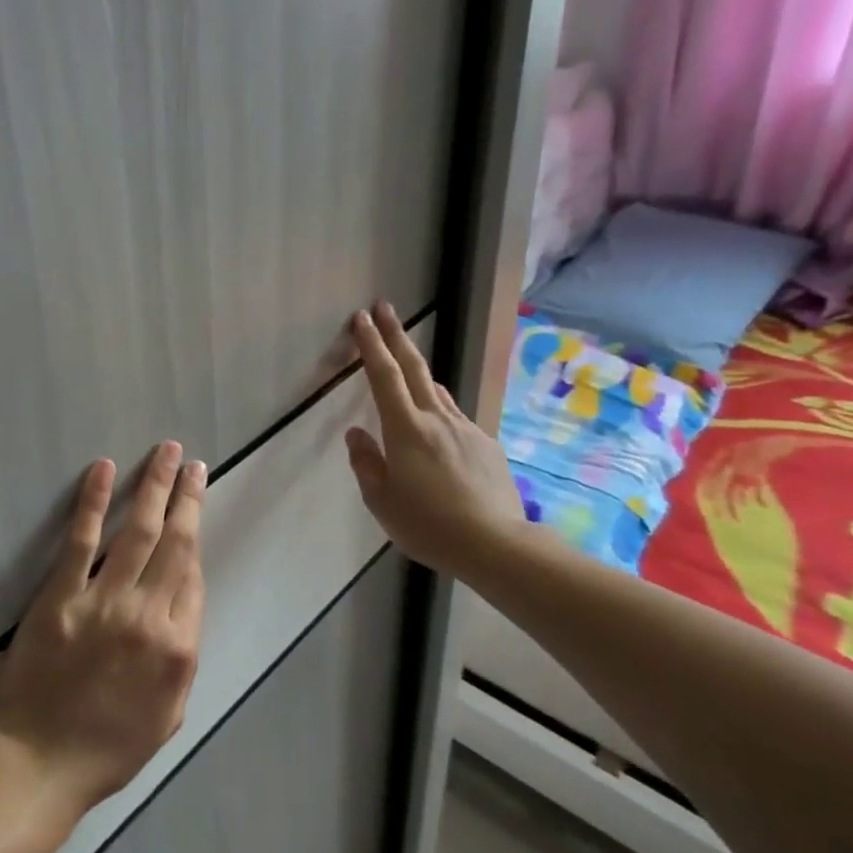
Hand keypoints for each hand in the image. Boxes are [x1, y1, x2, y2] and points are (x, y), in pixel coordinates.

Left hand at [0, 442, 206, 817]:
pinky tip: (104, 470)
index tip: (193, 503)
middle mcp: (148, 617)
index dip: (193, 534)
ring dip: (155, 486)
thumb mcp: (167, 716)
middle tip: (193, 463)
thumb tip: (183, 604)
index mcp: (177, 650)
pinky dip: (94, 501)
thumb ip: (182, 658)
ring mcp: (103, 603)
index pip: (192, 575)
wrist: (36, 768)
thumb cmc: (104, 751)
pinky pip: (82, 540)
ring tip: (166, 453)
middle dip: (187, 497)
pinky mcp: (60, 597)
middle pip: (175, 542)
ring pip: (138, 531)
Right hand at [344, 301, 524, 569]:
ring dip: (417, 371)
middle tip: (383, 308)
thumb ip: (366, 462)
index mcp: (406, 429)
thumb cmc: (428, 524)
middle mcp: (437, 419)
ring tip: (405, 366)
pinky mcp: (486, 446)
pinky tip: (436, 429)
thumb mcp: (381, 500)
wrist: (496, 545)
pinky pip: (455, 417)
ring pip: (436, 390)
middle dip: (396, 334)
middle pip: (414, 367)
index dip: (371, 344)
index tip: (361, 319)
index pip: (384, 376)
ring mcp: (466, 429)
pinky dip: (438, 410)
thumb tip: (357, 434)